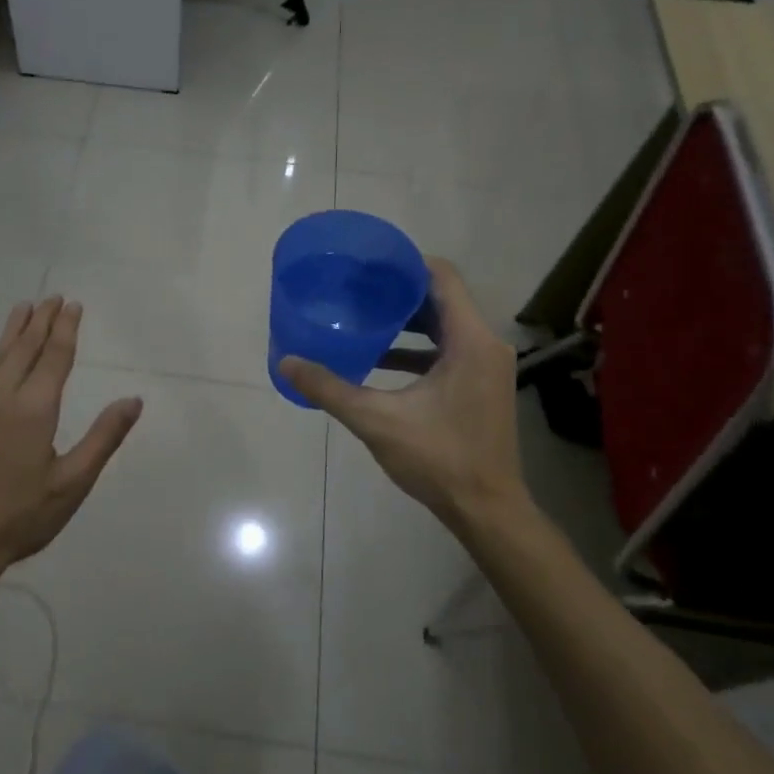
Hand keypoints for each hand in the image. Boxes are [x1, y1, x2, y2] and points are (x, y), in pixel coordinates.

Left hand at [0, 296, 142, 580]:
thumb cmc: (19, 518)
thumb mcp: (72, 484)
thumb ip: (103, 438)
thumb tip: (133, 400)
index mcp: (35, 410)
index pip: (55, 357)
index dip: (66, 329)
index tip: (73, 305)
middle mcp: (1, 397)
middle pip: (25, 349)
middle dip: (41, 321)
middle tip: (53, 298)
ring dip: (11, 330)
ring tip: (24, 306)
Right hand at [278, 258, 532, 538]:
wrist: (486, 509)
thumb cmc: (438, 459)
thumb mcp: (377, 420)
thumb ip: (330, 388)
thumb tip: (286, 362)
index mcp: (470, 341)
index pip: (443, 277)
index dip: (405, 264)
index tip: (368, 266)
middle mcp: (486, 345)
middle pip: (442, 299)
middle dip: (399, 292)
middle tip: (357, 290)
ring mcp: (487, 366)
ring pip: (446, 326)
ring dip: (408, 322)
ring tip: (364, 319)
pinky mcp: (482, 385)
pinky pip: (449, 350)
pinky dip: (418, 348)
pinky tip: (380, 360)